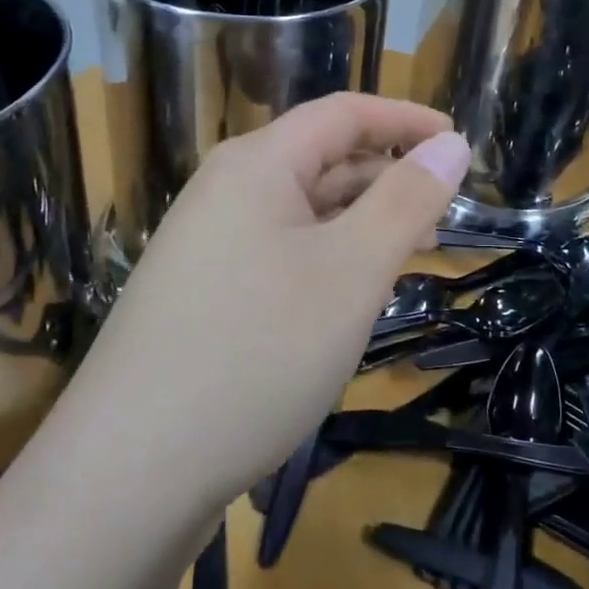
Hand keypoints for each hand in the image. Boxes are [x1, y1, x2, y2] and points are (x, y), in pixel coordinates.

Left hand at [60, 94, 469, 514]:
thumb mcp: (351, 272)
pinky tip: (348, 299)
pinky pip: (278, 253)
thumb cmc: (257, 353)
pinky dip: (325, 260)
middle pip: (321, 159)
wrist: (128, 474)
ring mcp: (206, 245)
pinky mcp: (201, 294)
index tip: (460, 144)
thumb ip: (406, 201)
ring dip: (359, 224)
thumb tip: (452, 144)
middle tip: (443, 218)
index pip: (344, 114)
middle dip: (387, 178)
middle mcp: (225, 191)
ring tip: (408, 259)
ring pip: (301, 212)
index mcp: (257, 164)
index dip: (406, 120)